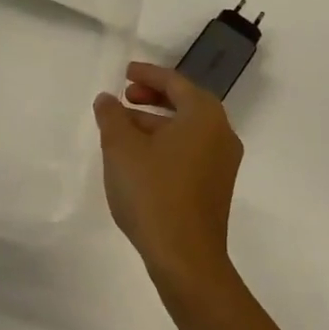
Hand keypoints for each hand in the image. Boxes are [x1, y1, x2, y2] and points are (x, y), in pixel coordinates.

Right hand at [94, 62, 243, 297]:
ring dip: (155, 122)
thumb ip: (112, 116)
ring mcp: (222, 163)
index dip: (147, 74)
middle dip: (152, 97)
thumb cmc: (153, 192)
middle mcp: (221, 134)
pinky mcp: (215, 187)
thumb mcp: (121, 148)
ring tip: (121, 129)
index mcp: (204, 116)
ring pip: (186, 130)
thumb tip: (107, 99)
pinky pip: (190, 150)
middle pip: (185, 103)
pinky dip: (165, 144)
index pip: (175, 82)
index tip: (125, 72)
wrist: (185, 257)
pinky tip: (138, 158)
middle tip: (124, 97)